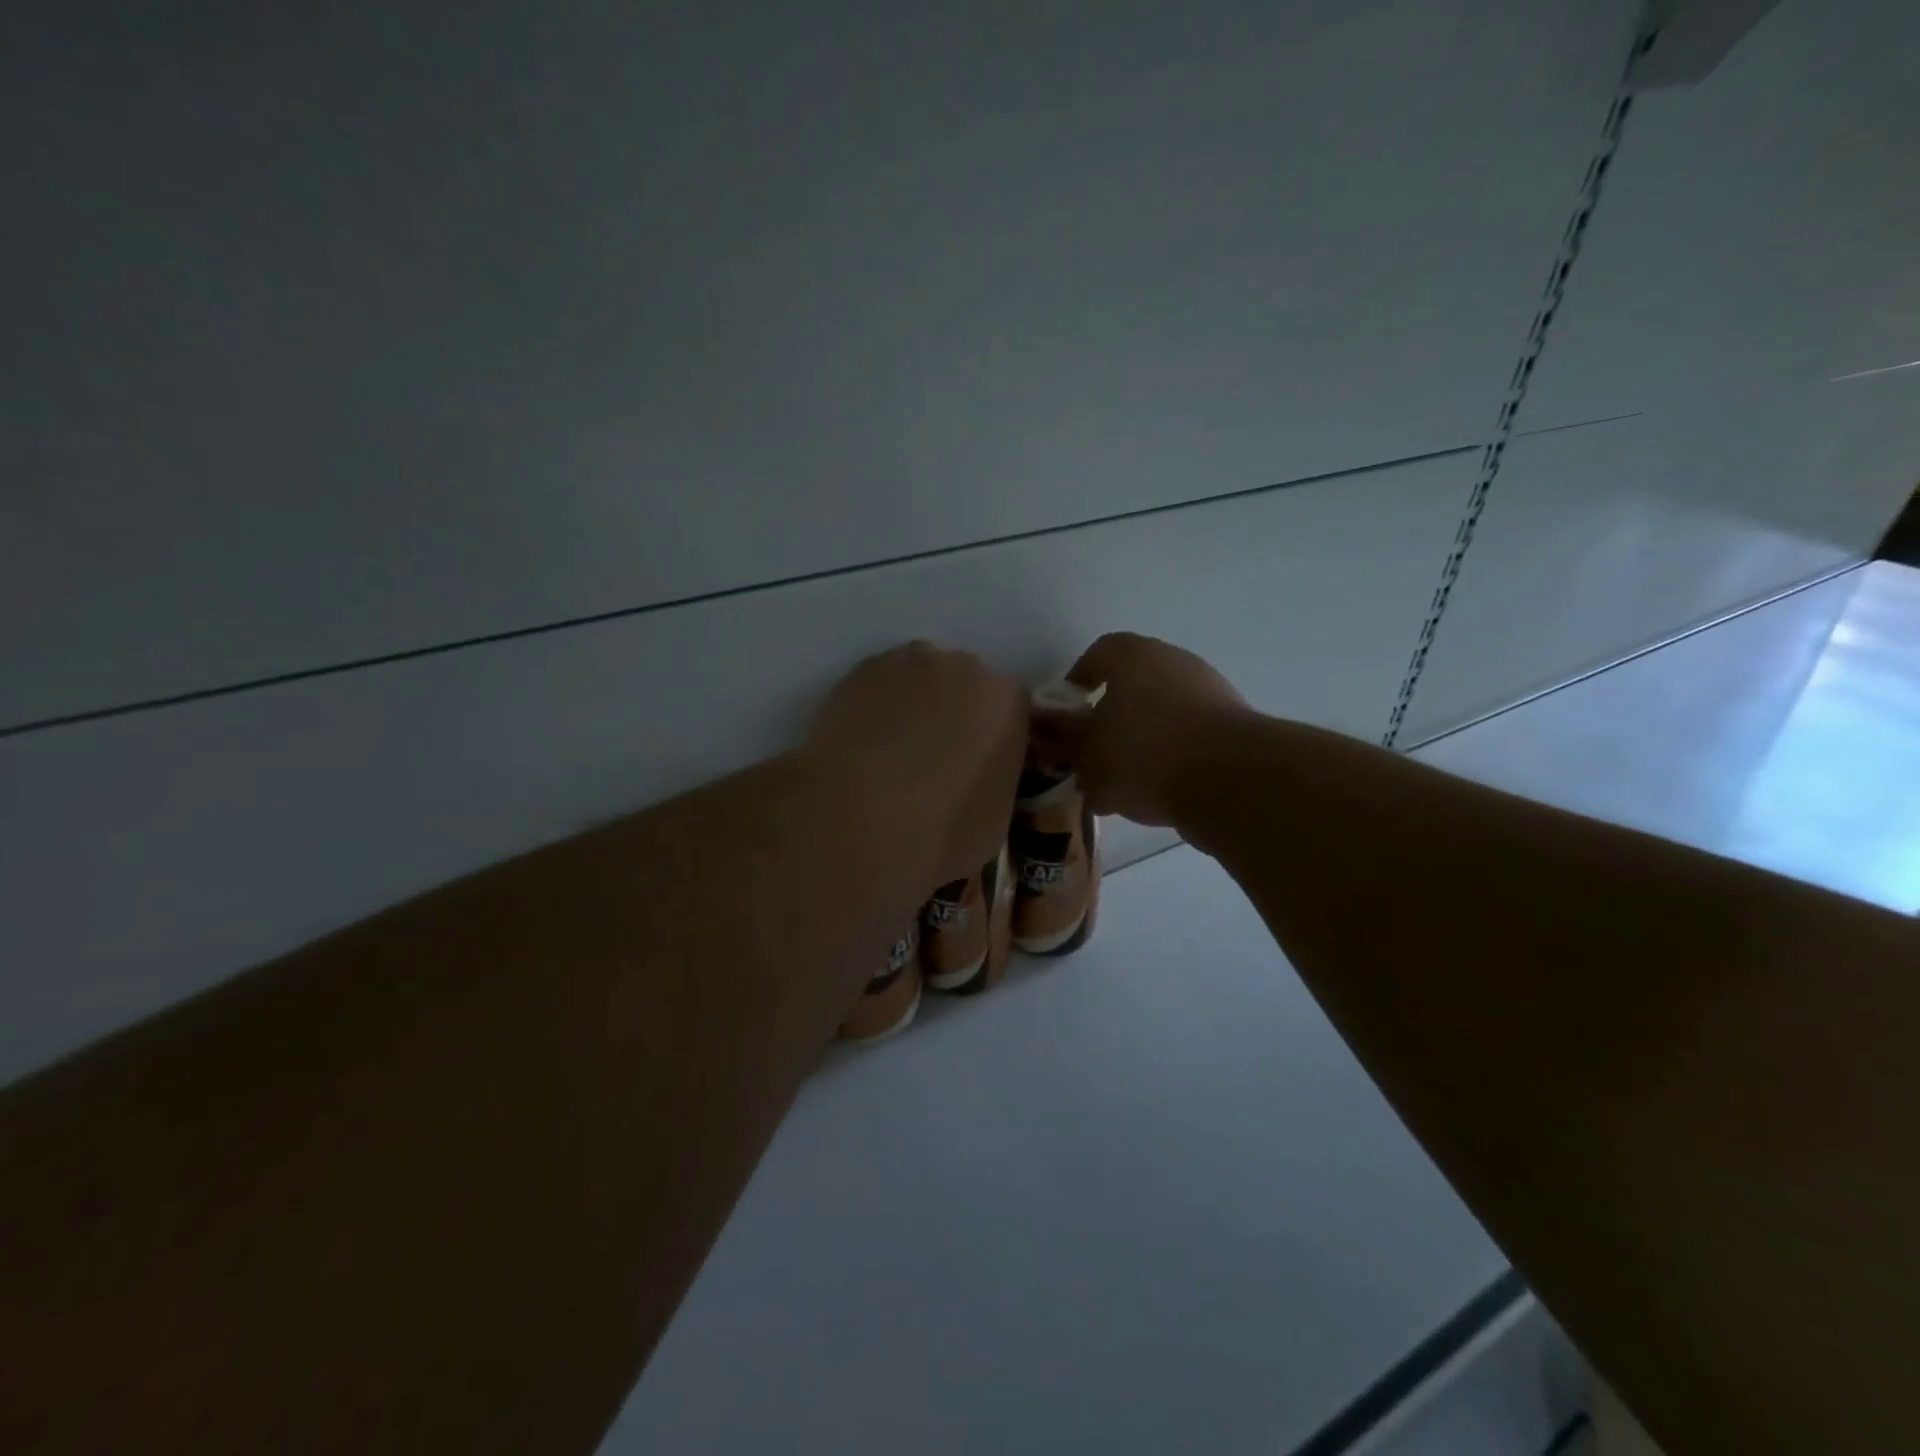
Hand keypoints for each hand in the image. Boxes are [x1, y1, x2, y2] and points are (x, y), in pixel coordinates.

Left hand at [810, 642, 1028, 883]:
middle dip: (952, 715)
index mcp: (1007, 702)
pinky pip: (876, 688)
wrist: (857, 819)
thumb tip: (975, 779)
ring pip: (917, 681)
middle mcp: (963, 668)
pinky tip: (859, 748)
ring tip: (889, 756)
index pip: (1009, 712)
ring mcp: (907, 662)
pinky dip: (872, 710)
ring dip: (911, 708)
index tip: (974, 770)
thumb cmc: (941, 830)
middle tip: (931, 762)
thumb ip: (993, 780)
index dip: (990, 741)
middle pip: (963, 685)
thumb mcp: (994, 820)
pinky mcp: (859, 671)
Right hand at [1032, 633, 1250, 827]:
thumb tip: (1041, 726)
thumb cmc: (1143, 751)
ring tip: (1113, 786)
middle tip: (1087, 754)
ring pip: (1158, 718)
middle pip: (1131, 687)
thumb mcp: (1086, 749)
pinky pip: (1185, 741)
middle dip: (1106, 721)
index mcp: (1136, 656)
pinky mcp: (1231, 730)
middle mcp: (1175, 664)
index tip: (1066, 712)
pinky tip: (1148, 798)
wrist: (1230, 782)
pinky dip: (1165, 762)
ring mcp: (1209, 695)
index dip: (1078, 679)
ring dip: (1135, 746)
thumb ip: (1061, 737)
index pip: (1099, 653)